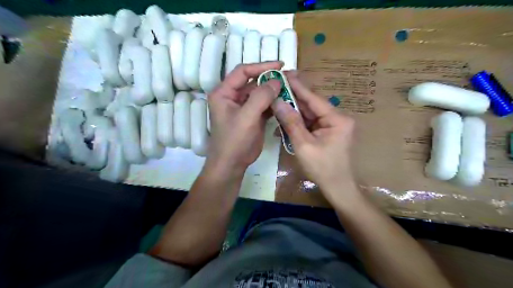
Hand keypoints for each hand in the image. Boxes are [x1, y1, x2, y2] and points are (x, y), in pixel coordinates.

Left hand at [206, 62, 283, 174]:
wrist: (232, 164)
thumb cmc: (234, 141)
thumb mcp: (246, 117)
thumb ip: (261, 97)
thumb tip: (276, 80)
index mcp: (224, 93)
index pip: (243, 72)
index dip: (261, 66)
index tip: (280, 65)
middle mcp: (233, 97)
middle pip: (254, 82)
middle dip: (272, 79)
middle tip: (291, 75)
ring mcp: (244, 107)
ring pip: (261, 93)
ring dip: (276, 90)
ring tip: (293, 86)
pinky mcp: (253, 117)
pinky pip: (265, 105)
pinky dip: (275, 103)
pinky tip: (288, 100)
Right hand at [272, 70, 356, 198]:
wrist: (336, 187)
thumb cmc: (322, 169)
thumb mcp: (304, 145)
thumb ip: (291, 123)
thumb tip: (278, 102)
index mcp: (337, 119)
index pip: (314, 98)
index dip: (298, 86)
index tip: (284, 74)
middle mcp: (337, 118)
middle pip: (311, 105)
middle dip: (293, 97)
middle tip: (276, 85)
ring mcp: (332, 125)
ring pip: (309, 114)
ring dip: (293, 110)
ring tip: (276, 100)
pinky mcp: (326, 132)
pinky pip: (309, 123)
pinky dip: (297, 122)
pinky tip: (283, 119)